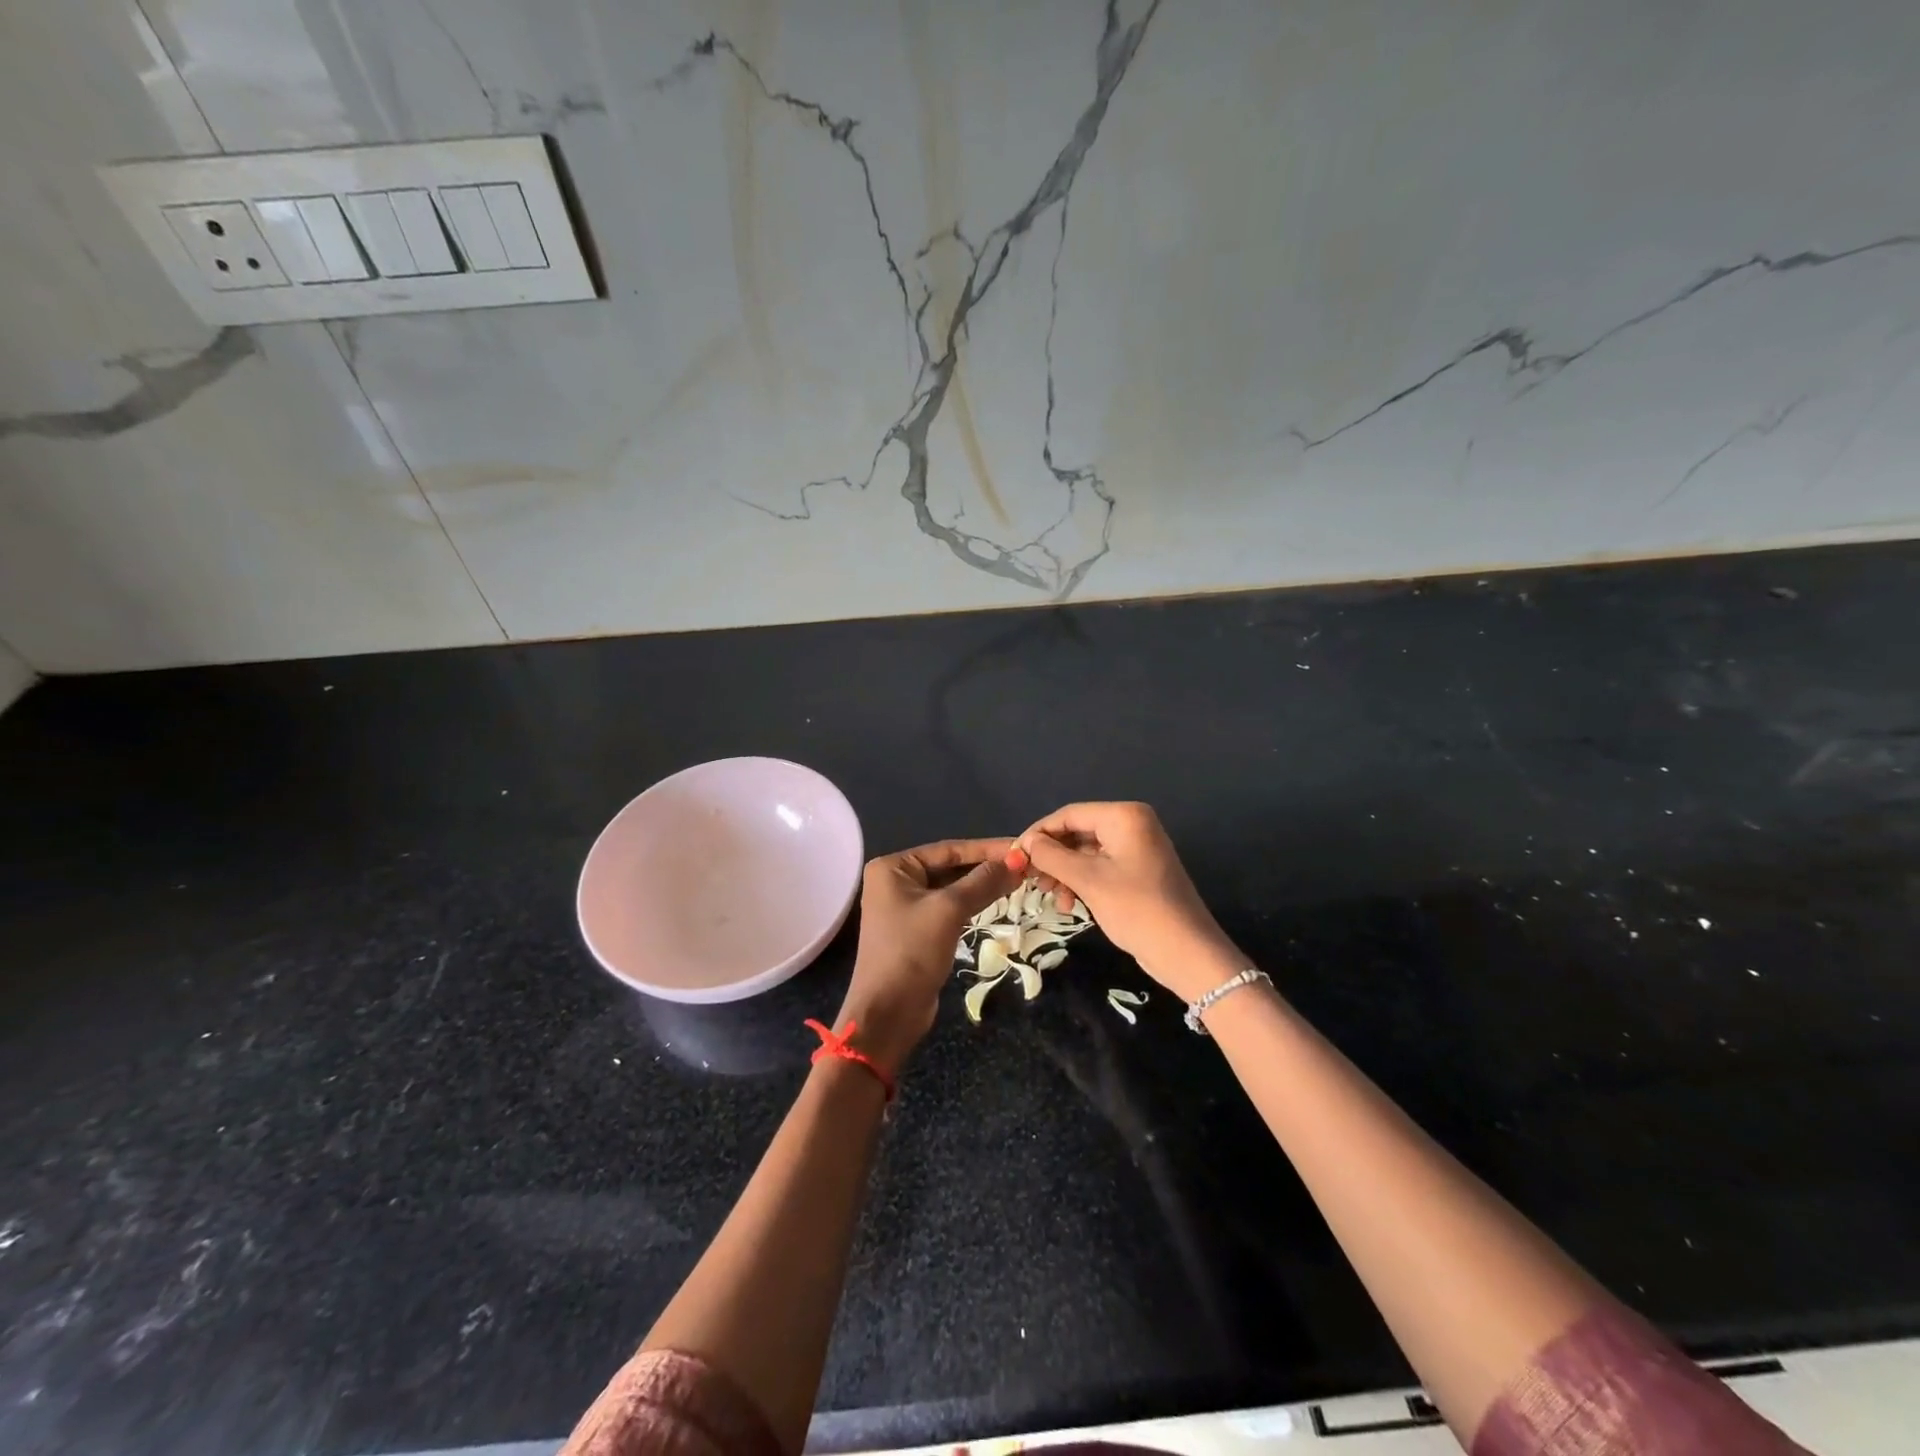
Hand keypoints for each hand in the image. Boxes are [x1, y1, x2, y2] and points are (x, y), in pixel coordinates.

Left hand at [836, 838, 1022, 1073]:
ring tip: (1020, 880)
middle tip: (1026, 865)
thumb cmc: (911, 952)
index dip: (986, 848)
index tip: (1021, 847)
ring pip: (952, 889)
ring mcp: (905, 907)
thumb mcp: (948, 911)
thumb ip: (982, 882)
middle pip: (950, 867)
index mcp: (893, 867)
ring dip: (983, 886)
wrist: (888, 1014)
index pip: (948, 850)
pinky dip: (973, 904)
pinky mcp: (917, 931)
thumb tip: (1016, 861)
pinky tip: (998, 901)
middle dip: (986, 867)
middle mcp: (896, 881)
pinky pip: (950, 909)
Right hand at [1020, 802, 1236, 999]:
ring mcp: (1136, 848)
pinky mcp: (1137, 871)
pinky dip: (1081, 881)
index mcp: (1124, 816)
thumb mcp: (1088, 881)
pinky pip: (1100, 866)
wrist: (1186, 952)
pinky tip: (1069, 904)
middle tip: (1030, 880)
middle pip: (1077, 832)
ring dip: (1064, 872)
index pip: (1069, 814)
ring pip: (1085, 852)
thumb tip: (1025, 843)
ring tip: (1049, 896)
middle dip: (1051, 856)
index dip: (1038, 833)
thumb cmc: (1136, 909)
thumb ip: (1052, 856)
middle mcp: (1131, 824)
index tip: (1015, 856)